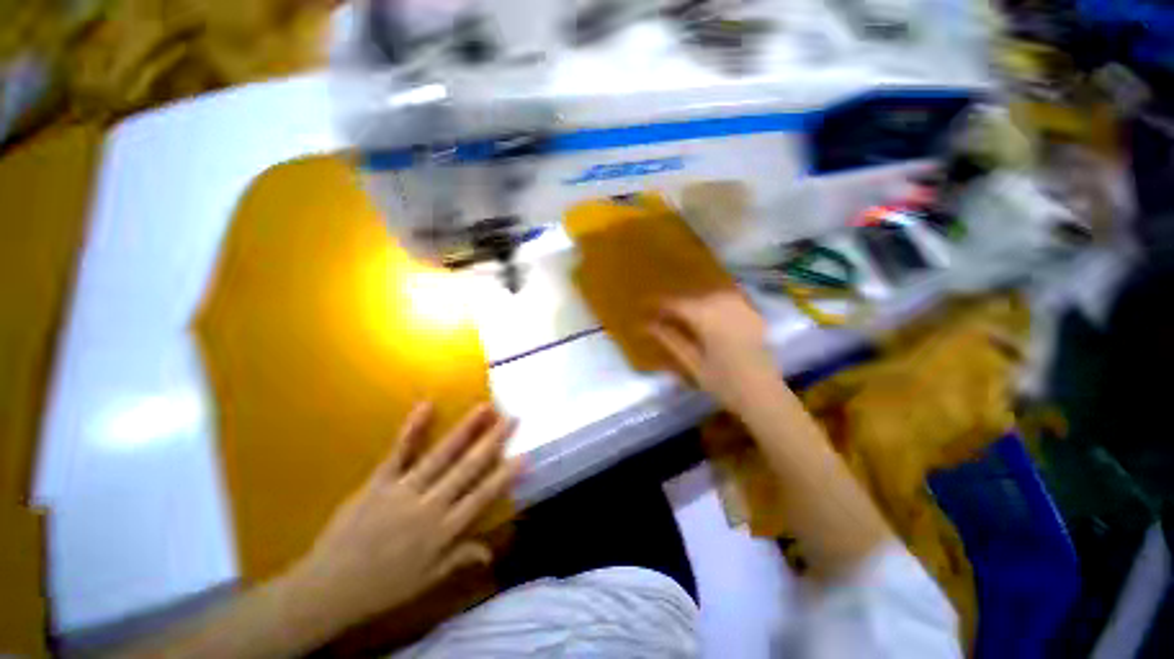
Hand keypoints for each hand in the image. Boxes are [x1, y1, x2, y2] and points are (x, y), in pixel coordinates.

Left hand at [284, 402, 520, 632]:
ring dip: (465, 430)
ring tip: (484, 408)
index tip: (524, 456)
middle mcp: (429, 507)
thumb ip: (459, 559)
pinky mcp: (378, 483)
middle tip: (511, 418)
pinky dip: (413, 428)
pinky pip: (398, 452)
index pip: (482, 498)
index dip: (505, 476)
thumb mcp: (426, 580)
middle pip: (467, 468)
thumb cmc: (382, 588)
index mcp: (443, 532)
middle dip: (493, 441)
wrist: (327, 590)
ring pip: (441, 455)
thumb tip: (490, 551)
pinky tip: (427, 406)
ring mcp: (403, 491)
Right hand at [648, 291, 775, 410]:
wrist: (764, 396)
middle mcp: (724, 305)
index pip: (677, 304)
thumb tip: (648, 325)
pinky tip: (710, 314)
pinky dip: (715, 303)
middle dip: (677, 305)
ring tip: (685, 317)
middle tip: (663, 317)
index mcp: (707, 318)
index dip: (659, 305)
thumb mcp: (692, 364)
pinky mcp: (753, 314)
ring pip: (711, 295)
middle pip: (694, 298)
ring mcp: (742, 307)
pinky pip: (729, 299)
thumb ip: (671, 340)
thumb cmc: (724, 384)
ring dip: (696, 303)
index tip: (645, 308)